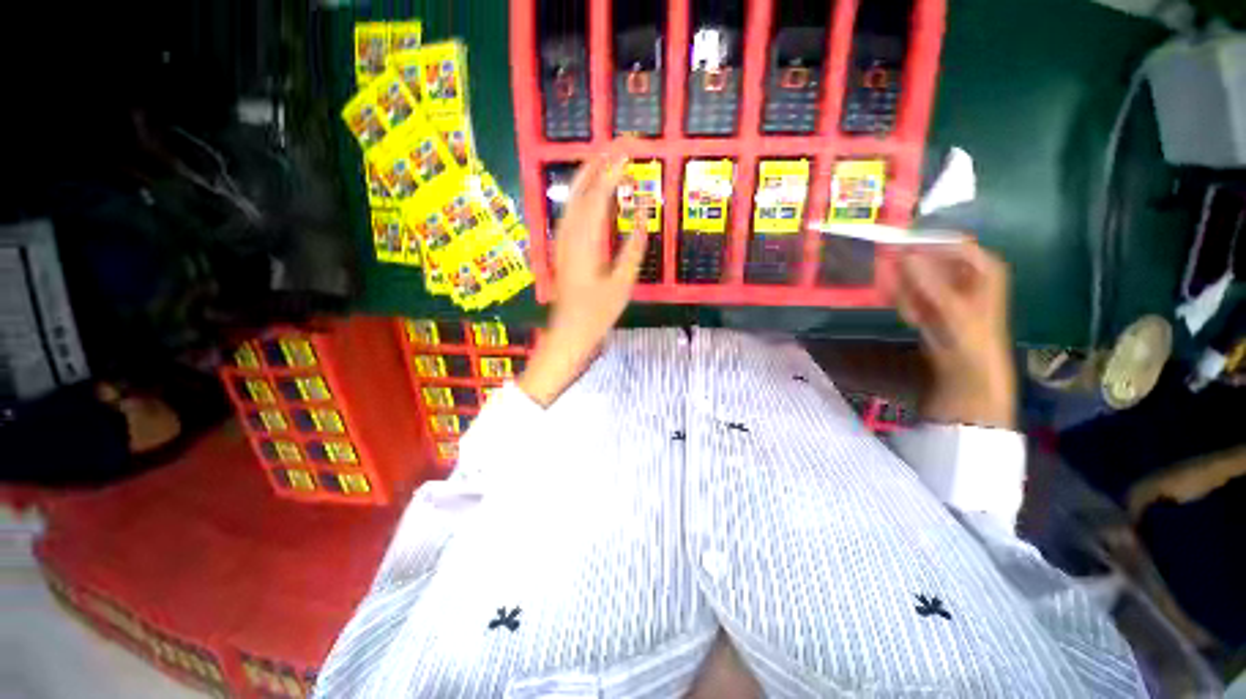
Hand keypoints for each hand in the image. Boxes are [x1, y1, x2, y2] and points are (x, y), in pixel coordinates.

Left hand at [518, 154, 646, 405]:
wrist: (569, 332)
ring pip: (574, 198)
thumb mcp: (621, 284)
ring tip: (610, 159)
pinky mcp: (563, 247)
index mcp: (585, 242)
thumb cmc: (597, 314)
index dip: (613, 169)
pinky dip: (586, 194)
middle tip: (620, 144)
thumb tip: (642, 216)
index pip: (598, 194)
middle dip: (599, 162)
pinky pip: (573, 211)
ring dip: (590, 175)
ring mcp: (563, 240)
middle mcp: (569, 234)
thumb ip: (632, 249)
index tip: (630, 149)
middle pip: (581, 188)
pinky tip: (596, 192)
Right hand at [896, 241, 1016, 428]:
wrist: (967, 367)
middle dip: (911, 276)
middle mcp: (963, 271)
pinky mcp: (930, 299)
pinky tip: (915, 320)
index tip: (896, 249)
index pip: (950, 243)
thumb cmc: (970, 336)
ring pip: (915, 278)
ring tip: (916, 315)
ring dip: (908, 295)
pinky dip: (907, 305)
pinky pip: (909, 293)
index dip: (925, 243)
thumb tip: (903, 254)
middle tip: (903, 291)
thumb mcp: (951, 307)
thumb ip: (927, 280)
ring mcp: (945, 285)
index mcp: (982, 266)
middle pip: (929, 259)